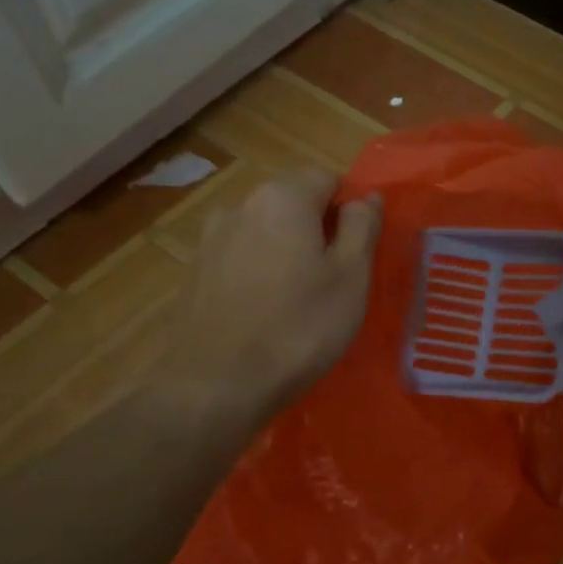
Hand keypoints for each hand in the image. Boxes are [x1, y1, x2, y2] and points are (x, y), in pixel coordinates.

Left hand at [164, 169, 380, 412]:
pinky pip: (240, 258)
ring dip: (286, 251)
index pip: (327, 178)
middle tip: (335, 278)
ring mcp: (210, 239)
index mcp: (283, 198)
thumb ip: (362, 227)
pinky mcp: (194, 273)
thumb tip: (368, 197)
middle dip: (317, 229)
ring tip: (300, 298)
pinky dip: (259, 273)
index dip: (350, 208)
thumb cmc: (300, 326)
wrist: (217, 385)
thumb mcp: (351, 276)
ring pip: (264, 231)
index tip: (358, 250)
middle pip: (292, 202)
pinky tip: (266, 312)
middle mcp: (240, 205)